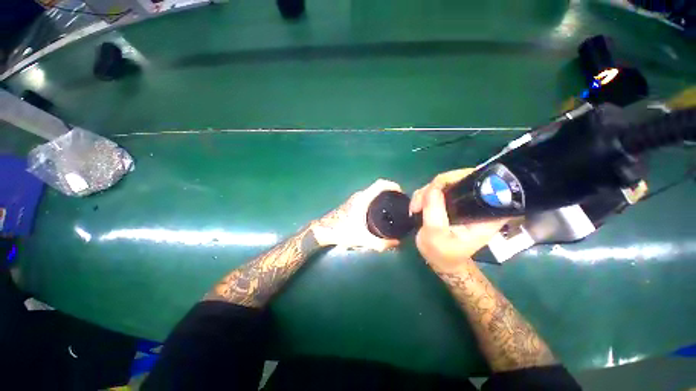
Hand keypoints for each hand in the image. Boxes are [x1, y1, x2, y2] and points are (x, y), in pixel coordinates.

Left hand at [311, 179, 401, 250]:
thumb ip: (380, 243)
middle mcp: (360, 195)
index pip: (380, 184)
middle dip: (390, 192)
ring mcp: (355, 199)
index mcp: (363, 199)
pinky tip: (380, 212)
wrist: (323, 230)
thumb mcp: (362, 239)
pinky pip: (369, 197)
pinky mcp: (353, 203)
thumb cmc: (341, 231)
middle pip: (378, 188)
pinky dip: (377, 200)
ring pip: (373, 193)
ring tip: (393, 207)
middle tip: (400, 203)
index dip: (392, 185)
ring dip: (383, 196)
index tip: (402, 193)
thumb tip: (397, 243)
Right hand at [409, 169, 507, 272]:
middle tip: (419, 203)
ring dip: (425, 192)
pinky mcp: (450, 202)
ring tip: (415, 209)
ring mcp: (462, 201)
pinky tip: (416, 207)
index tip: (438, 187)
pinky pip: (435, 189)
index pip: (485, 185)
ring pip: (444, 183)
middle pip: (459, 179)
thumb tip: (433, 187)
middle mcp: (476, 204)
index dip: (462, 178)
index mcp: (484, 215)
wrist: (438, 260)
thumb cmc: (441, 253)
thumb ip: (435, 211)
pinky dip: (423, 195)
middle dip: (435, 187)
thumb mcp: (436, 235)